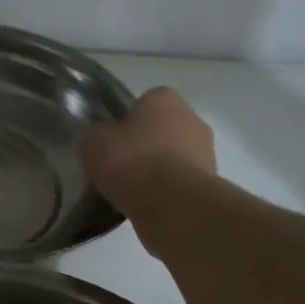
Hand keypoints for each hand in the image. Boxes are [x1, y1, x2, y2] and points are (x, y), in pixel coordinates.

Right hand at [80, 87, 215, 206]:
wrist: (171, 204)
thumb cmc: (131, 161)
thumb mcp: (94, 143)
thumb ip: (97, 135)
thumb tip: (102, 139)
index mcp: (164, 98)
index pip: (144, 102)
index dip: (127, 122)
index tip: (114, 143)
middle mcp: (192, 117)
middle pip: (163, 129)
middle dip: (146, 145)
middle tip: (122, 167)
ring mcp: (207, 151)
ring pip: (175, 156)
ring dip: (160, 169)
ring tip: (134, 191)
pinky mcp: (211, 183)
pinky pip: (181, 182)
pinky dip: (169, 191)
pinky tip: (150, 205)